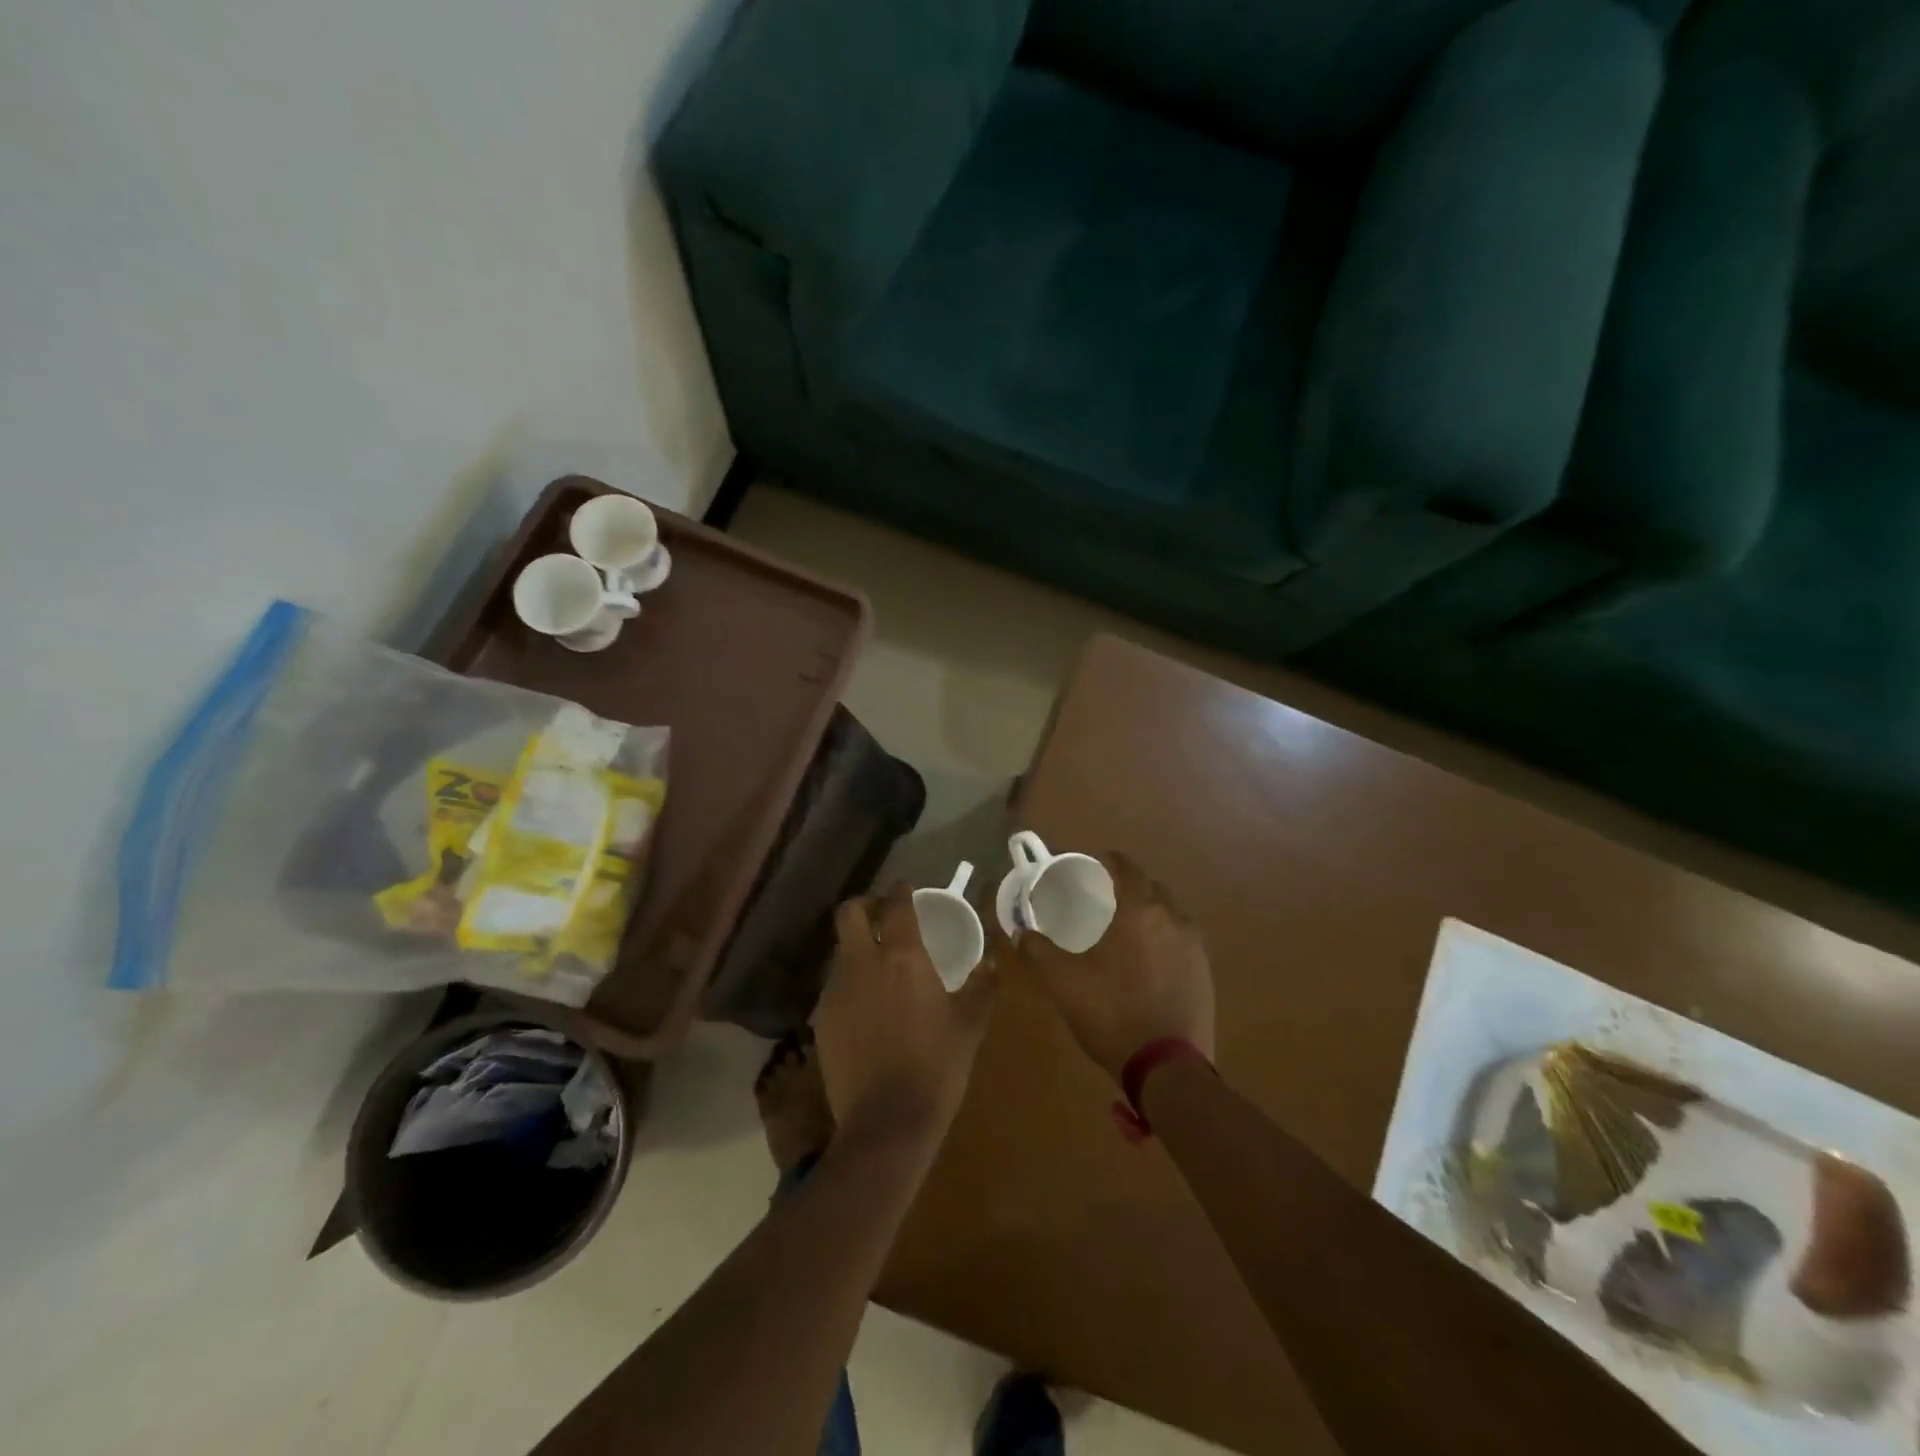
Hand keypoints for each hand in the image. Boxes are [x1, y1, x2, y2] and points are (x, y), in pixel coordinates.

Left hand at [813, 883, 998, 1149]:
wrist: (886, 1124)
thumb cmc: (936, 1067)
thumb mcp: (970, 1026)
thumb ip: (982, 986)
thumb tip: (992, 961)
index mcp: (902, 957)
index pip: (896, 905)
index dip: (901, 890)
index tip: (908, 889)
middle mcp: (863, 963)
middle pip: (849, 913)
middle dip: (865, 905)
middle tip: (884, 915)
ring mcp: (836, 991)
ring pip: (840, 950)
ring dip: (857, 946)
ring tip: (877, 963)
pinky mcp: (821, 1019)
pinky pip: (834, 985)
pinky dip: (849, 981)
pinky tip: (866, 1004)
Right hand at [1004, 851, 1213, 1082]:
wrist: (1169, 1068)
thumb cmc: (1113, 1014)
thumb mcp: (1064, 983)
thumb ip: (1039, 951)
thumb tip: (1021, 931)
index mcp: (1140, 911)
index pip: (1127, 868)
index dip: (1109, 861)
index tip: (1094, 863)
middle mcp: (1173, 919)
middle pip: (1152, 886)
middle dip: (1131, 883)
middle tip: (1106, 894)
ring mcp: (1195, 946)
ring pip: (1171, 912)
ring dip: (1151, 909)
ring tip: (1128, 925)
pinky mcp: (1205, 972)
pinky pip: (1183, 938)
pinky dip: (1165, 935)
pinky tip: (1150, 956)